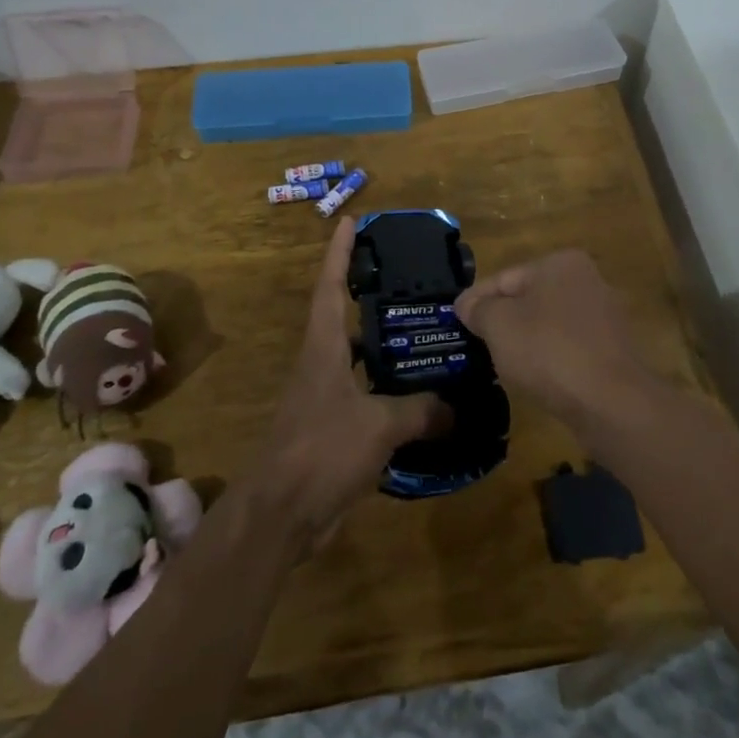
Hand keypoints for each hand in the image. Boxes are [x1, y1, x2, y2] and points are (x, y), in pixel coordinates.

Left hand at [251, 217, 448, 546]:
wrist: (281, 515)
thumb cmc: (322, 450)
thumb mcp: (379, 425)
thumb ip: (421, 410)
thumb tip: (457, 406)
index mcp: (323, 348)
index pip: (329, 286)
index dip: (338, 253)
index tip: (349, 221)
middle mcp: (321, 365)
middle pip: (344, 318)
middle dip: (370, 296)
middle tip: (411, 282)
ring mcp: (325, 398)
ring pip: (359, 360)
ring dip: (386, 347)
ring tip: (427, 336)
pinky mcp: (333, 430)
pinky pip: (368, 398)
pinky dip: (391, 393)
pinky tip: (422, 399)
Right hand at [454, 249, 654, 424]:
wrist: (611, 403)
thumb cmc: (548, 350)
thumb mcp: (498, 324)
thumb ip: (478, 309)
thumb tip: (467, 305)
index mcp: (560, 263)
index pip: (504, 278)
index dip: (475, 300)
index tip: (454, 321)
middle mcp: (586, 281)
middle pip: (527, 299)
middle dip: (501, 321)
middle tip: (474, 343)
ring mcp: (603, 317)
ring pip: (547, 325)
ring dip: (524, 341)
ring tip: (499, 364)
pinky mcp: (611, 351)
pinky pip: (567, 348)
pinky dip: (548, 360)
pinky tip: (535, 379)